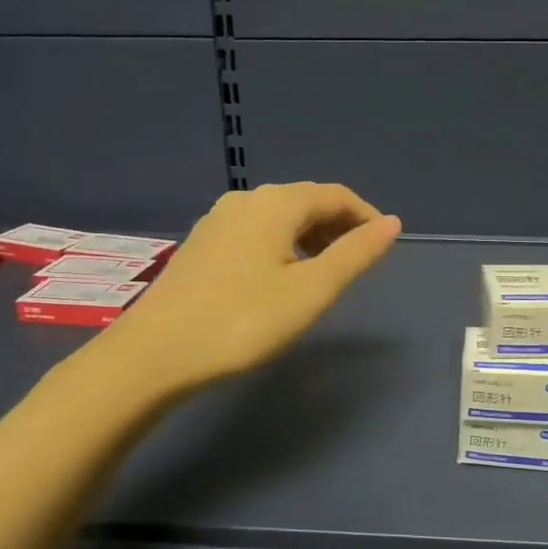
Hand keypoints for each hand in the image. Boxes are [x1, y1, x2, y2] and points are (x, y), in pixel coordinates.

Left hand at [89, 183, 400, 395]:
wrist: (155, 353)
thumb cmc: (242, 321)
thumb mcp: (311, 291)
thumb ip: (355, 255)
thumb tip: (392, 223)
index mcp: (276, 203)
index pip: (335, 195)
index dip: (365, 216)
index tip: (383, 246)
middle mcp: (245, 200)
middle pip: (305, 201)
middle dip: (338, 226)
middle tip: (357, 263)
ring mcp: (218, 221)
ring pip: (278, 217)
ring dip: (310, 236)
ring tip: (324, 273)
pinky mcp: (201, 244)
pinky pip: (256, 231)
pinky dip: (282, 245)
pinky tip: (281, 277)